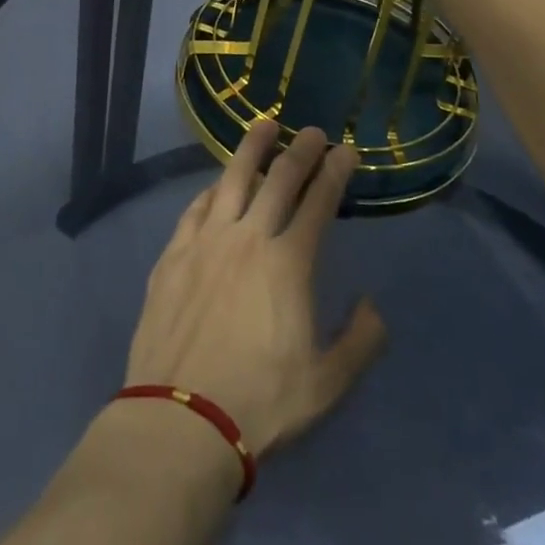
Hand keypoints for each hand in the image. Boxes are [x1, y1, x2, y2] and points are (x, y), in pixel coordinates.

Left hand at [124, 119, 386, 457]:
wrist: (181, 418)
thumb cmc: (260, 402)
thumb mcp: (327, 385)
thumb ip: (360, 341)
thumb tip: (370, 304)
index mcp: (288, 264)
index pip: (318, 203)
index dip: (334, 172)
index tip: (346, 151)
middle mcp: (247, 239)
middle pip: (277, 180)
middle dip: (299, 150)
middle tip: (312, 130)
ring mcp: (205, 242)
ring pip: (231, 180)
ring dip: (251, 149)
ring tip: (264, 126)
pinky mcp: (173, 254)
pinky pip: (196, 208)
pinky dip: (212, 189)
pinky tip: (217, 185)